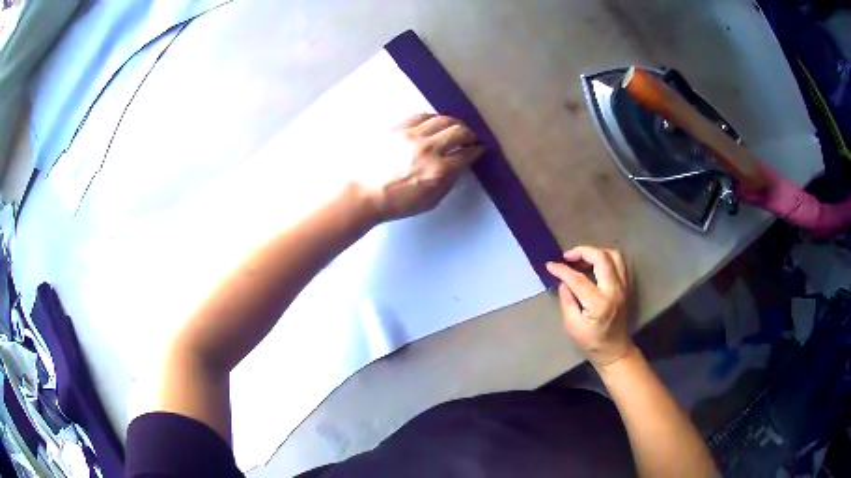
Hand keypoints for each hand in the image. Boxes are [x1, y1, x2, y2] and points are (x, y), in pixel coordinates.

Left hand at [364, 113, 484, 221]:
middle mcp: (428, 148)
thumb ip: (448, 181)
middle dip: (470, 134)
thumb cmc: (397, 203)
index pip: (467, 153)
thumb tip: (458, 165)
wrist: (363, 193)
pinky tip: (434, 123)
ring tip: (455, 128)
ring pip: (443, 119)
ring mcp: (412, 134)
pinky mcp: (398, 127)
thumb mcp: (430, 201)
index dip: (477, 150)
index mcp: (438, 170)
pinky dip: (433, 118)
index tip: (480, 149)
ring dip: (454, 123)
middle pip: (459, 131)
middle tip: (471, 138)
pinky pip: (422, 115)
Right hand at [546, 246, 632, 368]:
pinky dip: (607, 258)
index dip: (562, 270)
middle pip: (601, 257)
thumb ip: (567, 302)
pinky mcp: (627, 286)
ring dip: (596, 253)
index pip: (578, 279)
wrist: (616, 351)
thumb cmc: (592, 343)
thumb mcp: (573, 327)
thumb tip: (564, 282)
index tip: (550, 265)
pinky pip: (620, 262)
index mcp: (599, 303)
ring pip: (614, 255)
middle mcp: (615, 290)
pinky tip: (596, 265)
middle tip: (568, 257)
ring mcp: (624, 286)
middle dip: (582, 252)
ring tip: (582, 259)